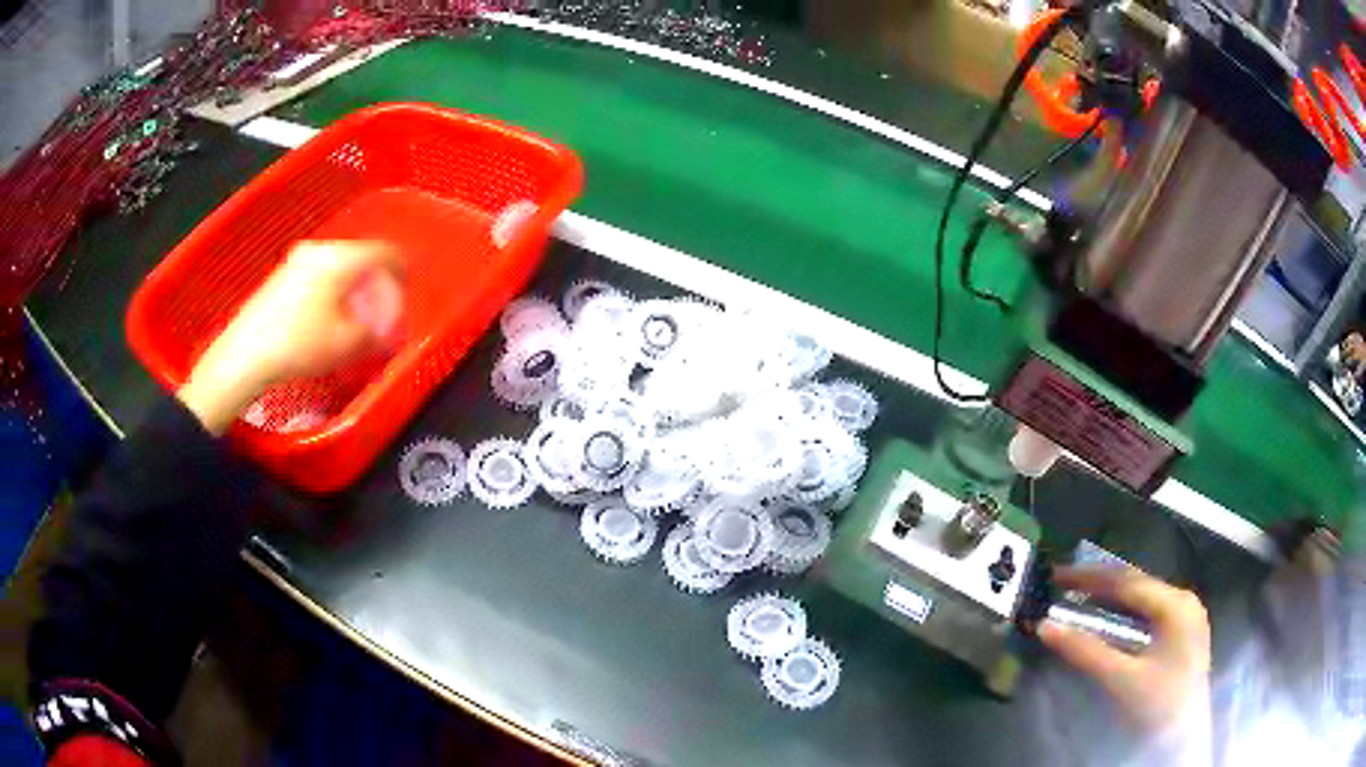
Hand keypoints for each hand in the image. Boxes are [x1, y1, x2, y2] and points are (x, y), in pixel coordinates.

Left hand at [178, 240, 405, 434]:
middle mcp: (321, 250)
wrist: (246, 354)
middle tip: (381, 309)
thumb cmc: (300, 345)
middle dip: (375, 282)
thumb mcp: (349, 344)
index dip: (401, 269)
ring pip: (338, 266)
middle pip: (360, 257)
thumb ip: (378, 331)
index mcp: (342, 259)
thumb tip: (390, 327)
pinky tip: (326, 318)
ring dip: (352, 287)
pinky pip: (319, 274)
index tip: (407, 288)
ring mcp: (297, 260)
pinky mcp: (282, 275)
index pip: (384, 252)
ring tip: (354, 318)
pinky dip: (332, 290)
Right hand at [1039, 566, 1211, 736]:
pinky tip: (1108, 620)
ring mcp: (1186, 617)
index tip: (1056, 576)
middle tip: (1062, 585)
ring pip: (1142, 598)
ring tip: (1078, 598)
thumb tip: (1046, 627)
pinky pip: (1148, 613)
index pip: (1127, 580)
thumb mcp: (1121, 680)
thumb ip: (1086, 652)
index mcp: (1175, 604)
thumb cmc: (1157, 705)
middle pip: (1136, 585)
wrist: (1183, 739)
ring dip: (1110, 598)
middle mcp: (1183, 601)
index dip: (1089, 576)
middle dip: (1098, 583)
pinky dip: (1123, 613)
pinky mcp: (1182, 634)